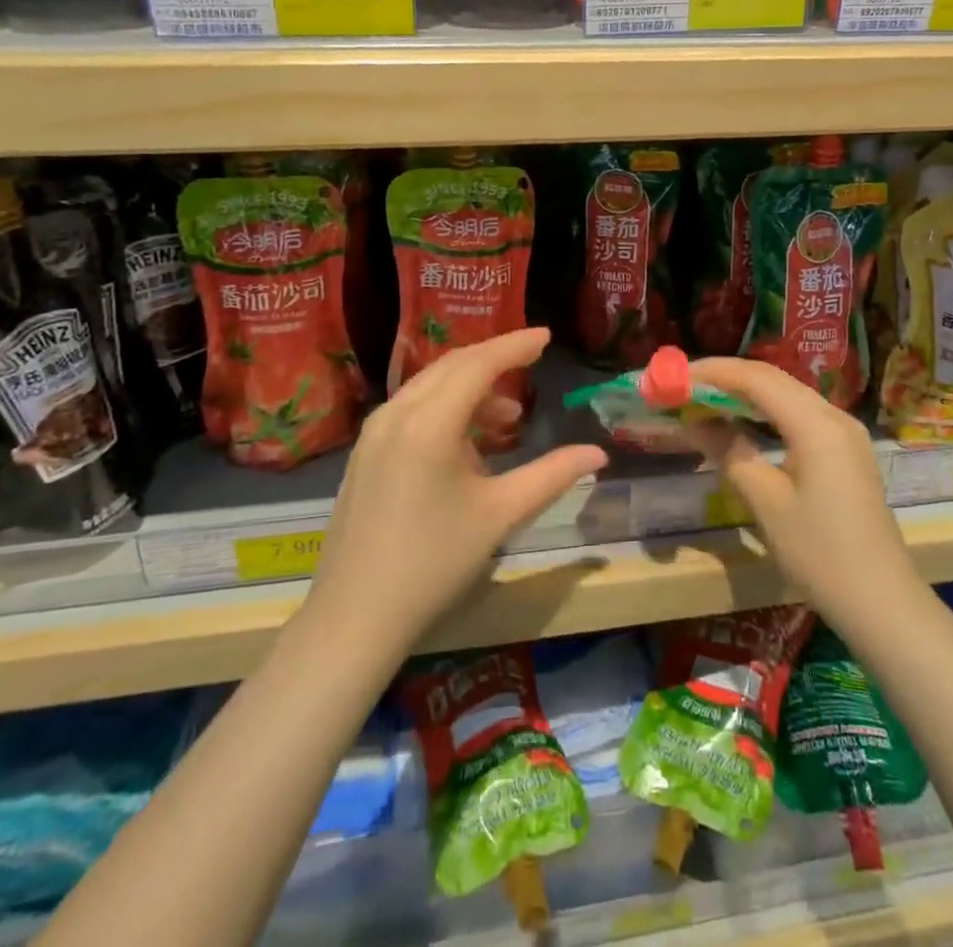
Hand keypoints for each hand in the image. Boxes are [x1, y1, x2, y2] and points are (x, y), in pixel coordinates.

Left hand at [306, 328, 607, 654]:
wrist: (354, 616)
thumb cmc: (434, 563)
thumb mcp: (500, 516)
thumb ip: (552, 476)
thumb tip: (598, 453)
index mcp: (429, 423)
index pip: (478, 364)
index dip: (515, 346)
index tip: (547, 336)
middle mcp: (396, 414)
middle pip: (452, 366)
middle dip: (494, 360)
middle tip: (532, 360)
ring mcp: (374, 433)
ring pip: (430, 387)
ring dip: (471, 389)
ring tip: (508, 420)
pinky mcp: (365, 453)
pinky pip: (412, 410)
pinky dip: (446, 409)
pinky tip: (468, 445)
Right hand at [685, 357, 915, 639]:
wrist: (882, 603)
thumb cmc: (820, 553)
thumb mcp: (766, 502)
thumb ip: (729, 452)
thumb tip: (695, 422)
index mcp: (816, 425)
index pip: (757, 379)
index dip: (714, 372)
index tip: (676, 376)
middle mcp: (834, 416)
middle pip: (774, 379)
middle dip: (727, 378)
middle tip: (685, 386)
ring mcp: (845, 433)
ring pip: (788, 394)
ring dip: (746, 392)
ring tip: (706, 400)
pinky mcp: (846, 451)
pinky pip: (800, 413)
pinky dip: (766, 410)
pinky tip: (743, 421)